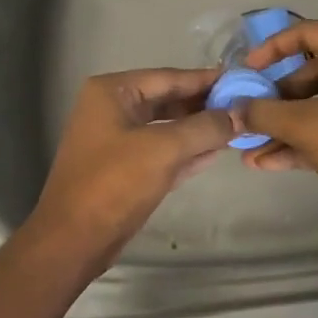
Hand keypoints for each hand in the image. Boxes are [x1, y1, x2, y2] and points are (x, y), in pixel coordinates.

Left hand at [23, 68, 235, 272]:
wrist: (73, 240)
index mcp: (112, 92)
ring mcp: (116, 139)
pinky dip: (186, 151)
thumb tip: (240, 113)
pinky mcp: (123, 168)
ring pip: (166, 126)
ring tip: (237, 126)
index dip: (205, 79)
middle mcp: (112, 108)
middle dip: (204, 105)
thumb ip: (205, 127)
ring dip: (198, 129)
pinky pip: (161, 151)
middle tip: (243, 106)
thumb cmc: (114, 183)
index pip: (168, 77)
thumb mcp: (164, 149)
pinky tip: (216, 151)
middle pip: (167, 99)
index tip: (240, 79)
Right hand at [238, 21, 317, 213]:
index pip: (307, 32)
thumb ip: (263, 113)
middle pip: (311, 74)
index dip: (271, 49)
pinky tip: (269, 162)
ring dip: (284, 126)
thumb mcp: (305, 126)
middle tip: (245, 117)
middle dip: (274, 100)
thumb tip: (232, 110)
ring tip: (249, 149)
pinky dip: (305, 140)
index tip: (246, 71)